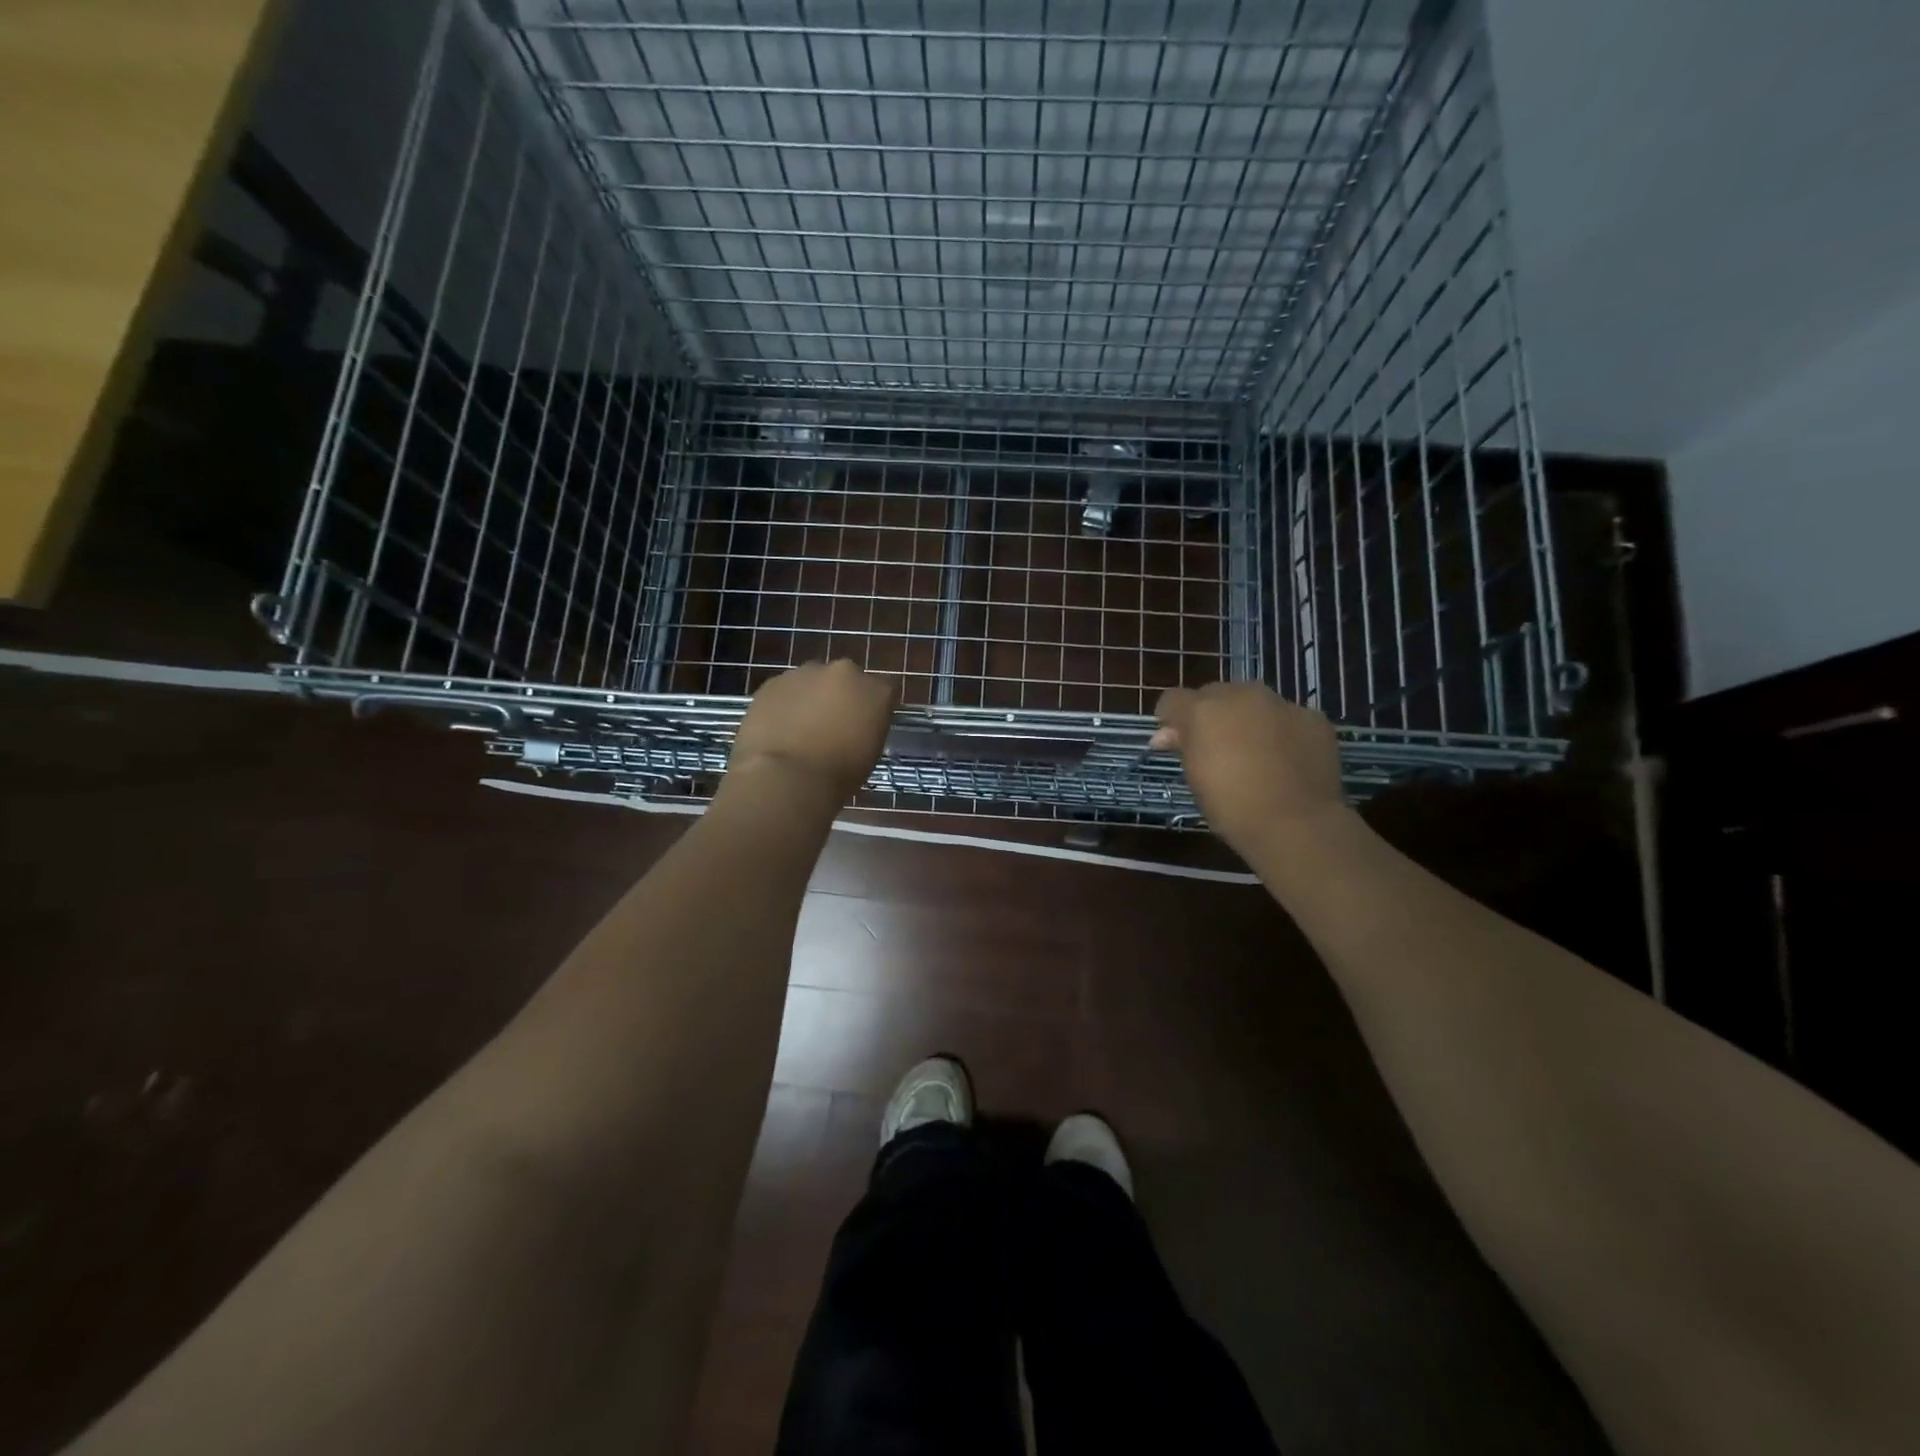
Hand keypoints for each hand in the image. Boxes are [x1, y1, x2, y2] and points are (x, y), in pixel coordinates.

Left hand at [728, 661, 898, 803]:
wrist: (786, 777)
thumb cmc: (838, 776)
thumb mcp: (870, 753)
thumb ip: (866, 727)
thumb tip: (855, 726)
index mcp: (876, 691)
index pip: (884, 690)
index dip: (872, 707)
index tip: (865, 725)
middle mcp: (844, 672)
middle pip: (845, 679)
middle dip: (839, 696)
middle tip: (831, 726)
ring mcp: (805, 673)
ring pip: (811, 682)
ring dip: (809, 698)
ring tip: (799, 730)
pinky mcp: (773, 682)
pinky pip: (784, 691)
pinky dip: (783, 705)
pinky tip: (778, 730)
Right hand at [1153, 682, 1345, 850]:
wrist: (1296, 823)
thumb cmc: (1231, 806)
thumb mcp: (1195, 777)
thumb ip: (1182, 746)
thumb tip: (1165, 736)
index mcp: (1203, 710)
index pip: (1173, 699)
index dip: (1170, 718)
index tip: (1173, 741)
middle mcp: (1241, 695)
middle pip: (1215, 694)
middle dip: (1210, 715)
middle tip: (1215, 747)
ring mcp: (1281, 704)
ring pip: (1254, 702)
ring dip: (1247, 719)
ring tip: (1255, 752)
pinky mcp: (1313, 718)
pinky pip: (1288, 718)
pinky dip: (1282, 732)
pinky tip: (1287, 760)